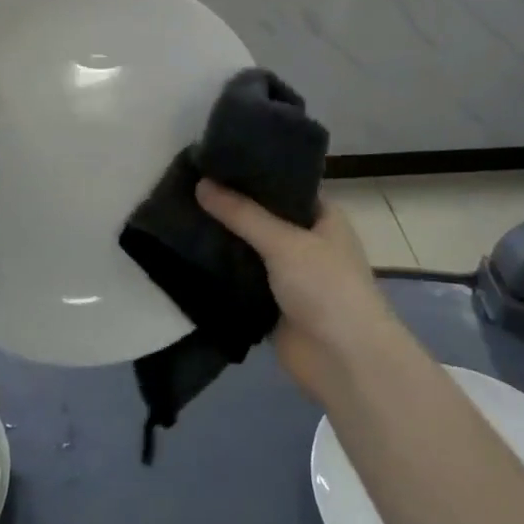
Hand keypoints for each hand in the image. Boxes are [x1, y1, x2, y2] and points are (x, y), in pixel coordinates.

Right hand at [195, 181, 403, 400]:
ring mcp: (289, 276)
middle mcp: (307, 242)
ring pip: (249, 251)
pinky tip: (187, 255)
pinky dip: (221, 273)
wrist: (344, 362)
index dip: (252, 174)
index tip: (213, 161)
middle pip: (262, 218)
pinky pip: (241, 282)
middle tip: (188, 186)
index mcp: (322, 217)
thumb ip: (241, 214)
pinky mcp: (272, 305)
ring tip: (179, 215)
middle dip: (230, 208)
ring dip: (223, 241)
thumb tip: (200, 183)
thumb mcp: (284, 242)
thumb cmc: (326, 287)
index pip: (283, 186)